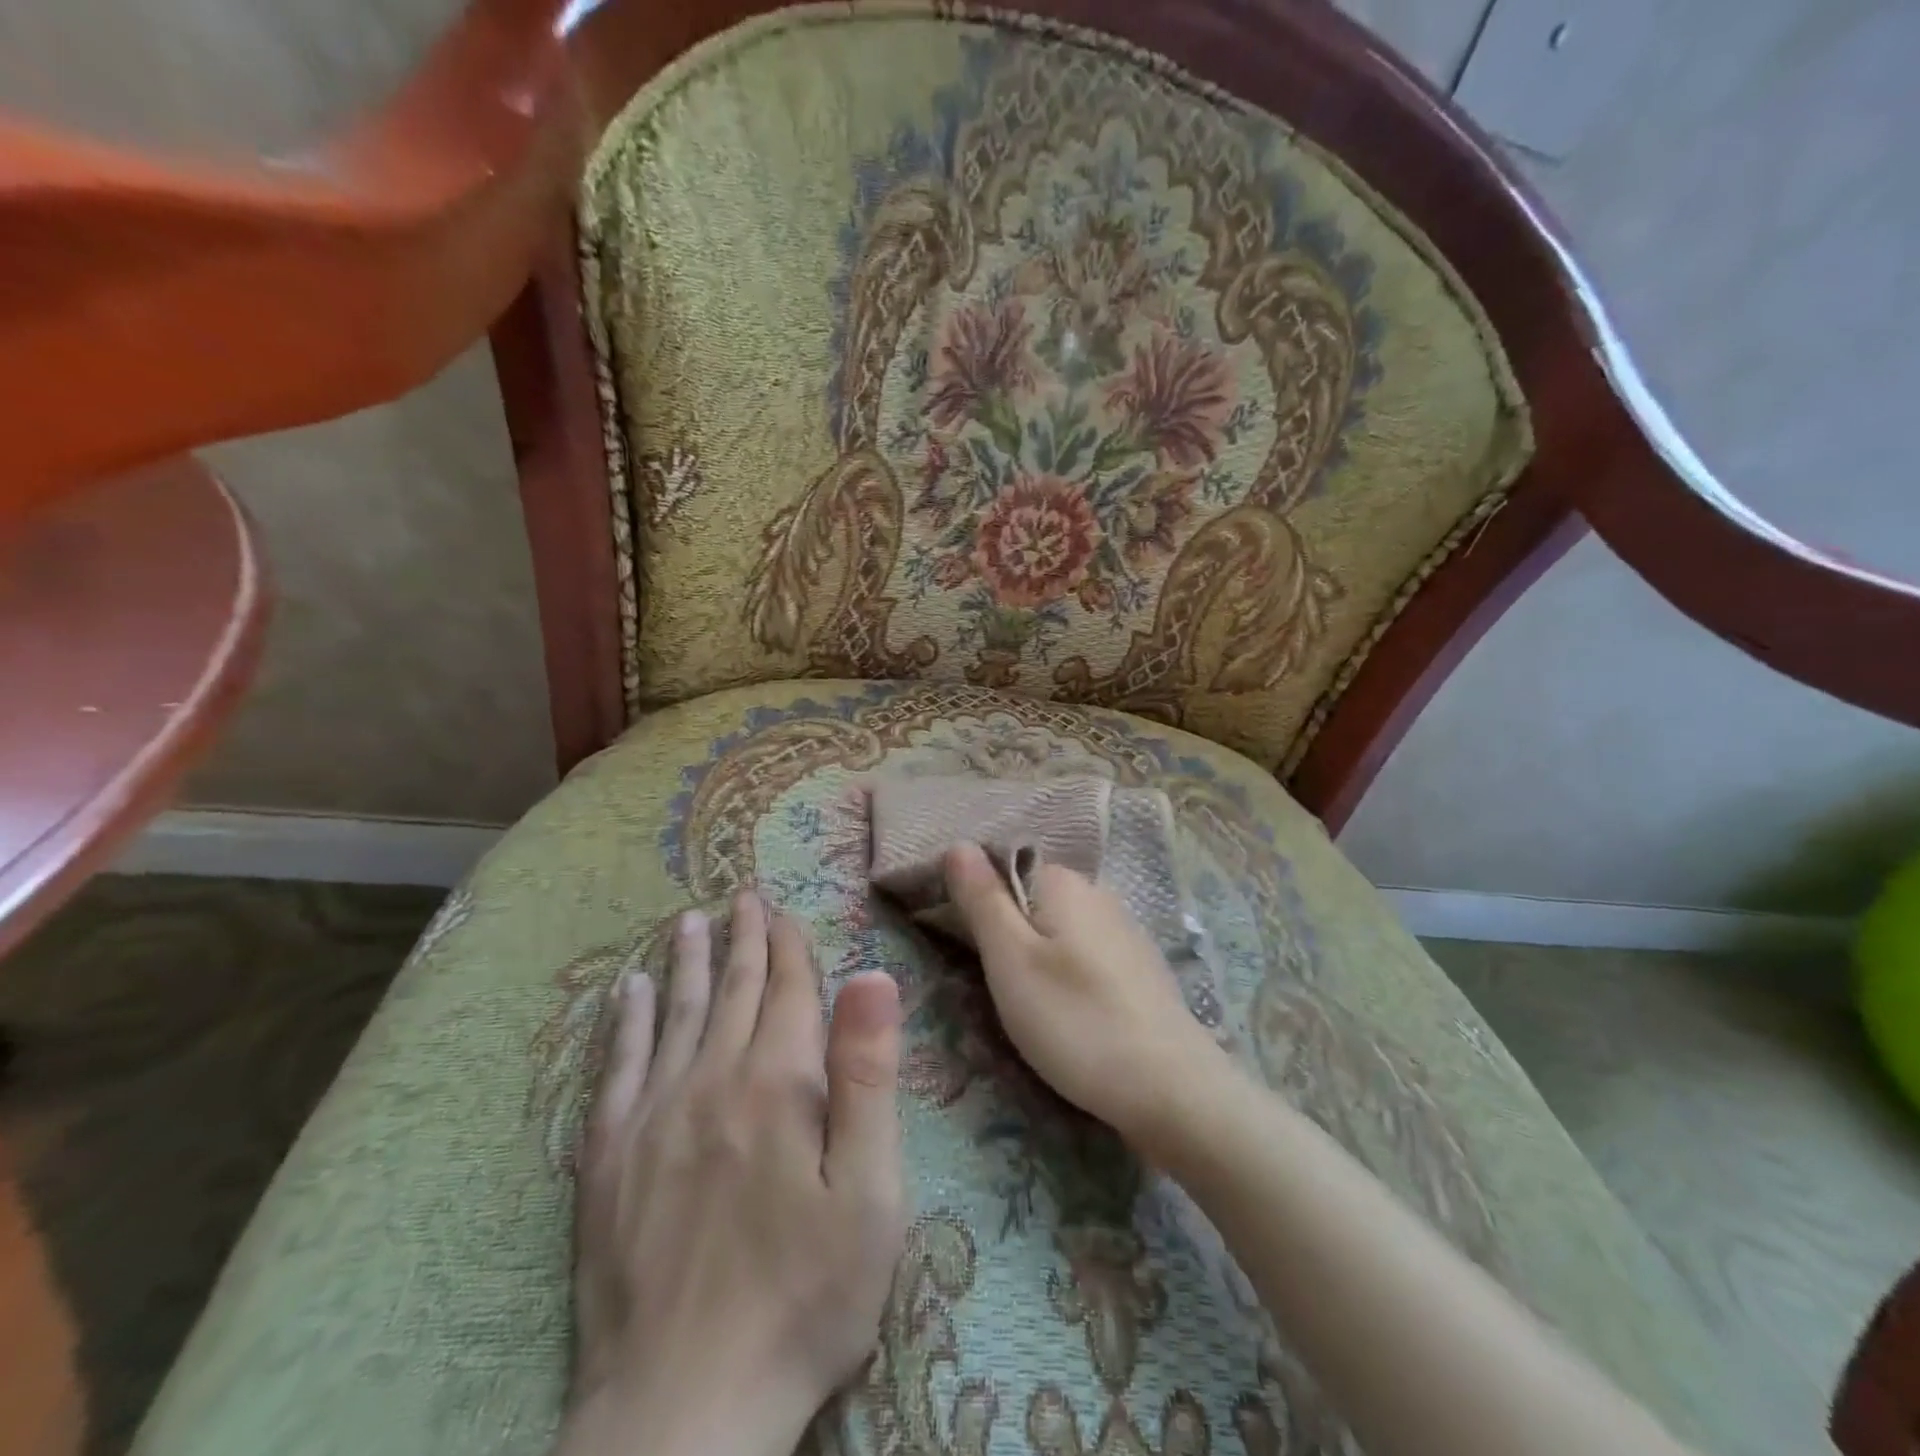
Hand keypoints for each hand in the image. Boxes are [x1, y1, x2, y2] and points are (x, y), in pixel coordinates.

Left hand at [560, 893, 906, 1455]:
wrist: (682, 1412)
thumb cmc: (803, 1299)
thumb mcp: (869, 1193)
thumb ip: (867, 1077)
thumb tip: (872, 977)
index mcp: (778, 1084)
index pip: (787, 991)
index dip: (789, 946)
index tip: (784, 911)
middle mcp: (710, 1080)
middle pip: (730, 990)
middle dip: (742, 939)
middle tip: (741, 897)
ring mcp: (652, 1117)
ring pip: (675, 1015)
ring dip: (686, 963)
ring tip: (688, 922)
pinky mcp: (607, 1160)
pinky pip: (616, 1068)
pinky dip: (625, 1023)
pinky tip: (628, 992)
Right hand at [942, 843, 1225, 1148]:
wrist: (1172, 1090)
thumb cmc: (1076, 1020)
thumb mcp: (1011, 959)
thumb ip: (982, 899)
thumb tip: (958, 843)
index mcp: (1063, 881)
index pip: (1002, 865)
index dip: (973, 896)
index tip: (953, 939)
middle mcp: (1097, 892)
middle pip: (1030, 896)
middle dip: (1003, 927)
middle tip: (984, 979)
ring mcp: (1123, 929)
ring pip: (1058, 927)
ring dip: (1033, 951)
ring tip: (1019, 1000)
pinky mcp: (1138, 967)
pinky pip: (1083, 951)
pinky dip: (1064, 969)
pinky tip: (1064, 1006)